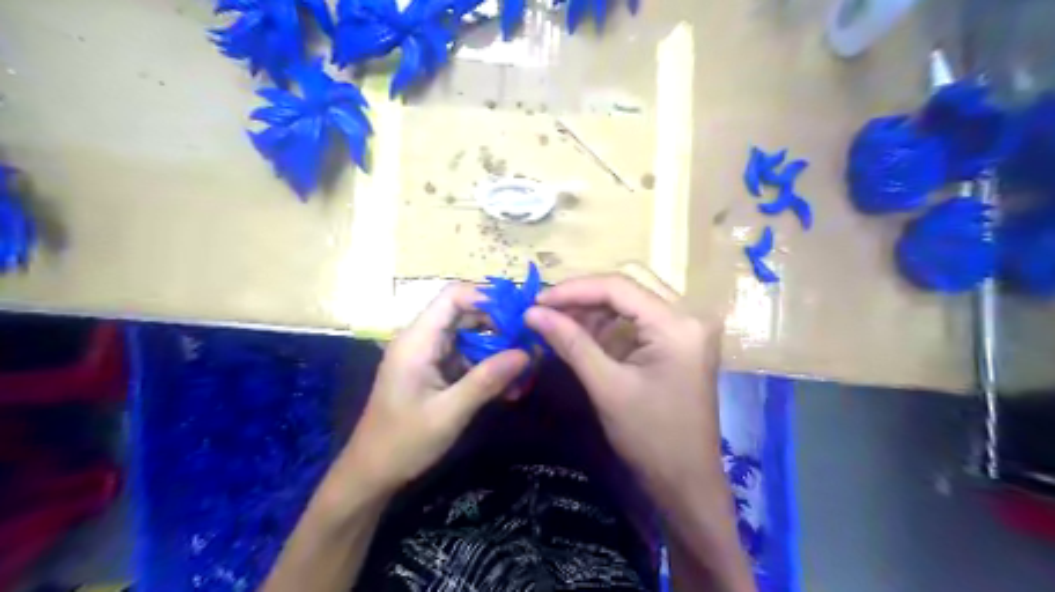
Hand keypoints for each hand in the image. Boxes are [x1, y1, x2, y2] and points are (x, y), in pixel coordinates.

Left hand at [335, 285, 526, 496]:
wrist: (372, 473)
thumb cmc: (403, 442)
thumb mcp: (449, 413)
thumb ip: (487, 380)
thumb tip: (527, 353)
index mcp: (417, 341)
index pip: (453, 297)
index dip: (488, 298)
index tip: (520, 315)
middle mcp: (422, 340)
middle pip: (465, 313)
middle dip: (500, 325)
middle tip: (531, 342)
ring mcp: (429, 356)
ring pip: (470, 336)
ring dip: (498, 350)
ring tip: (527, 368)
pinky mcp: (435, 371)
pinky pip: (467, 358)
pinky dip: (488, 368)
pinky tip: (510, 388)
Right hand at [525, 271, 731, 505]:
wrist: (687, 482)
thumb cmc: (650, 438)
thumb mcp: (606, 387)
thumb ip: (571, 343)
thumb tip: (532, 313)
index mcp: (677, 324)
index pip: (619, 286)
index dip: (574, 290)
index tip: (537, 301)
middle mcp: (689, 315)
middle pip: (628, 285)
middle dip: (584, 295)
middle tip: (546, 309)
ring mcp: (687, 327)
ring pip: (632, 298)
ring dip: (595, 308)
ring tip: (558, 321)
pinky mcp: (680, 341)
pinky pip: (639, 318)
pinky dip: (609, 323)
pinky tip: (583, 333)